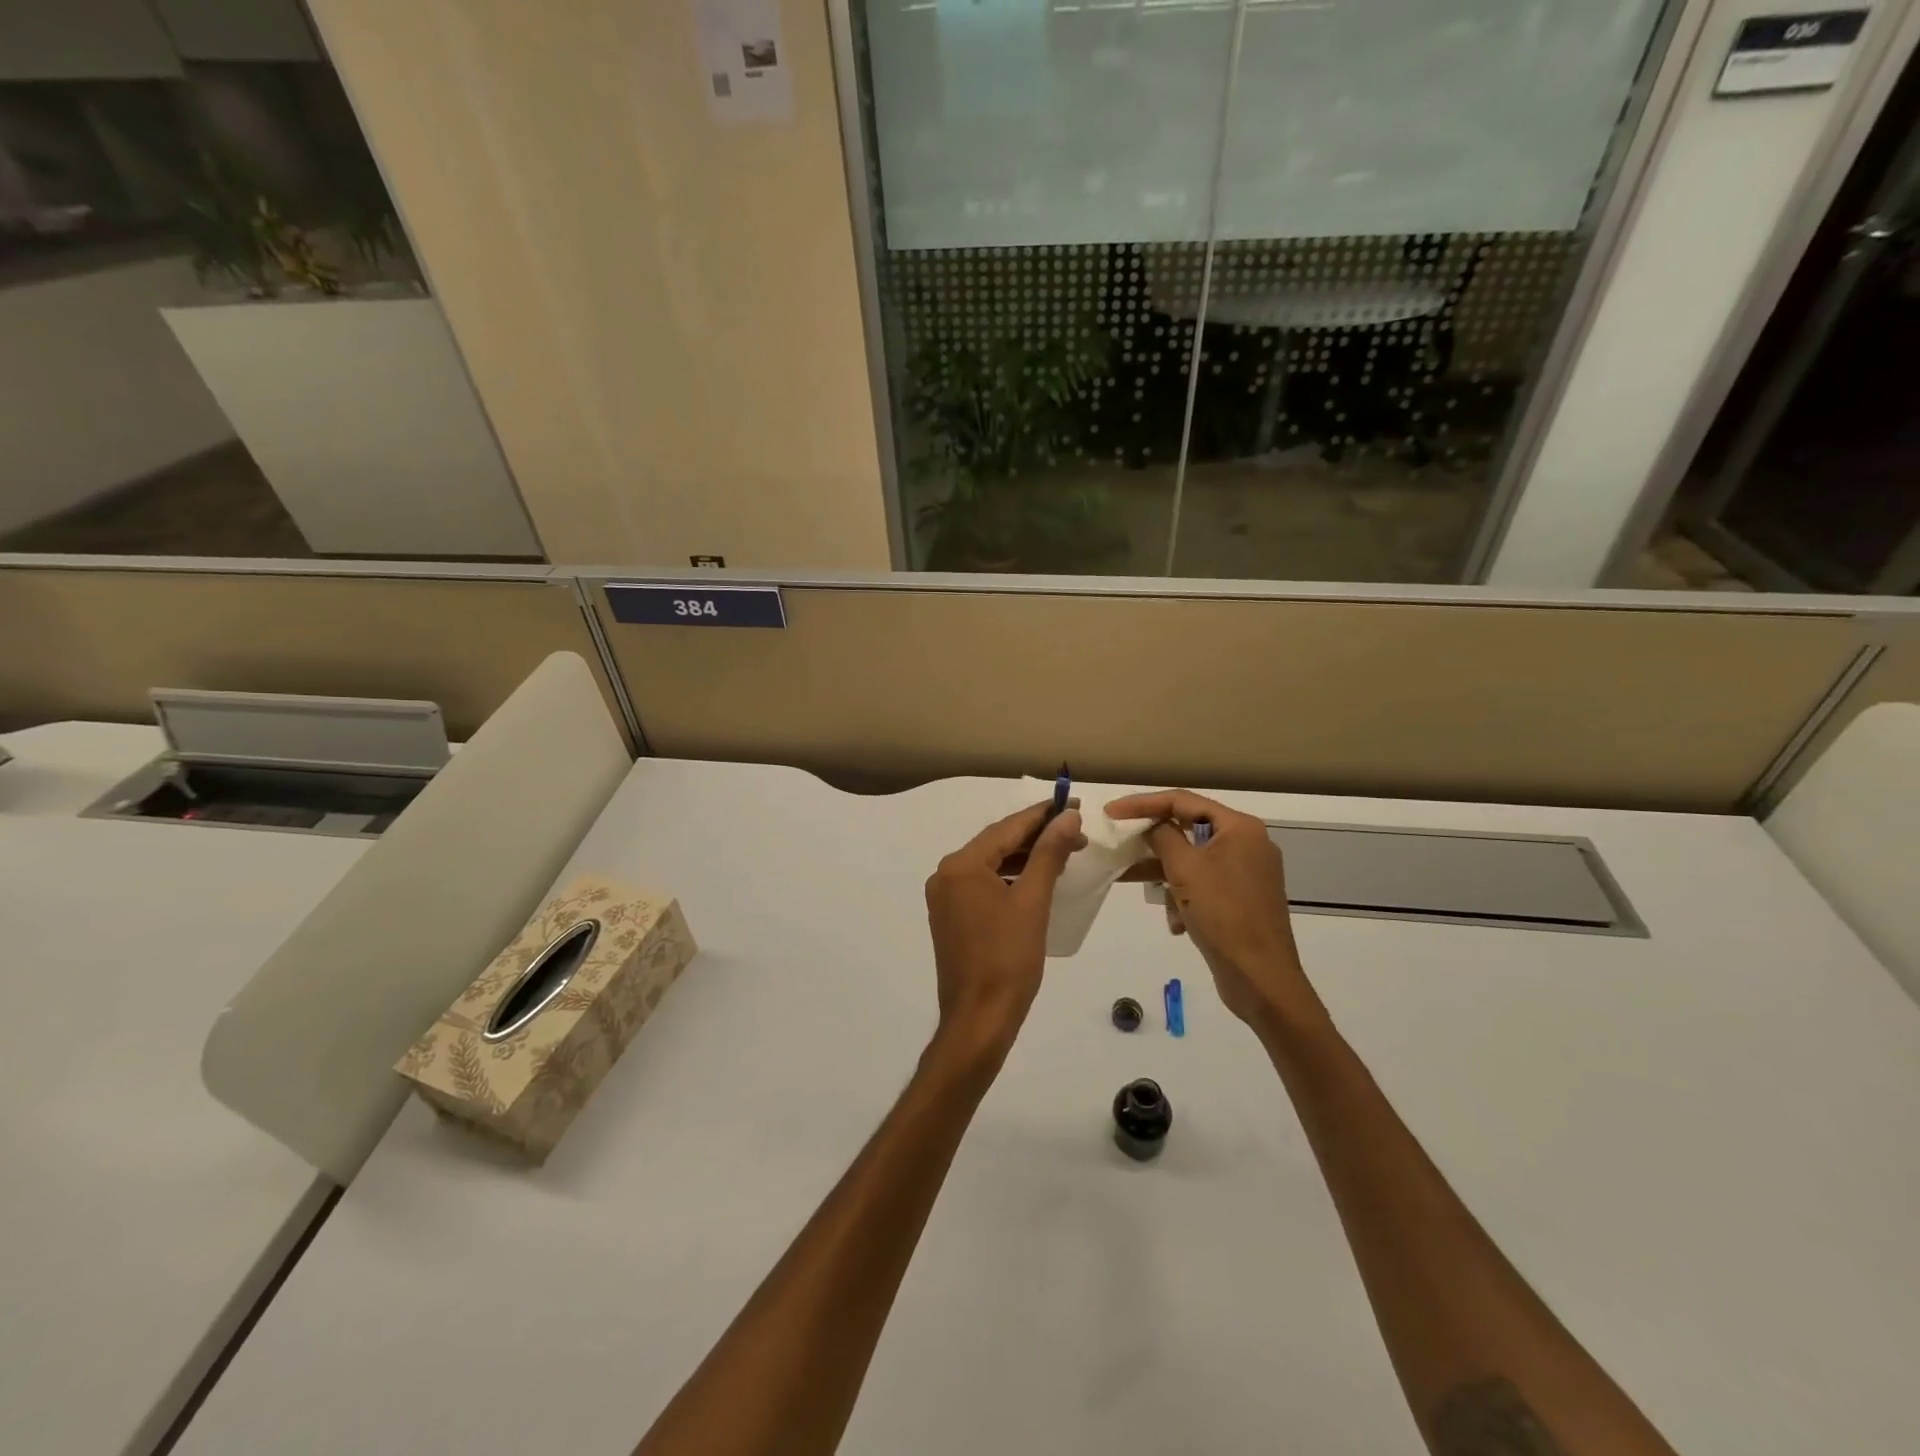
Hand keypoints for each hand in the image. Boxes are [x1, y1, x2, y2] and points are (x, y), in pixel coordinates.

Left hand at [925, 803, 1084, 1056]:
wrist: (979, 1019)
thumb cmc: (1008, 959)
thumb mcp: (1032, 901)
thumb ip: (1049, 853)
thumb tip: (1067, 817)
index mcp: (960, 866)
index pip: (1006, 829)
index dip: (1041, 815)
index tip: (1073, 804)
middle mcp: (945, 875)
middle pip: (996, 844)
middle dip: (1035, 836)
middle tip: (1075, 831)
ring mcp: (945, 899)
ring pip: (990, 865)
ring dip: (1025, 857)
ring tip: (1063, 852)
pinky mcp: (951, 918)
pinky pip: (983, 885)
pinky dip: (1010, 878)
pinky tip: (1036, 880)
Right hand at [1105, 790, 1325, 1032]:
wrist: (1261, 978)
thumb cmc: (1223, 914)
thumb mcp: (1185, 869)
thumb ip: (1163, 837)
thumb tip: (1153, 826)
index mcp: (1240, 828)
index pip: (1183, 801)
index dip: (1143, 803)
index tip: (1111, 812)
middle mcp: (1247, 844)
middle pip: (1189, 829)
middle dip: (1154, 844)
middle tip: (1121, 845)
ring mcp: (1246, 873)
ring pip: (1193, 861)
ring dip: (1166, 875)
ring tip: (1135, 886)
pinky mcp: (1242, 900)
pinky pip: (1204, 885)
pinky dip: (1185, 897)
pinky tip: (1177, 923)